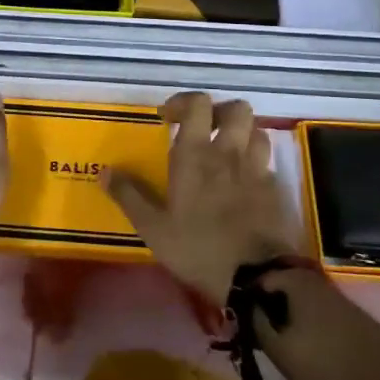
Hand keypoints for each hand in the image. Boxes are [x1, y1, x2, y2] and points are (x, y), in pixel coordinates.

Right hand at [101, 92, 300, 305]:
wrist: (256, 277)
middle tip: (204, 130)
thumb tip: (104, 170)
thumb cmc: (198, 248)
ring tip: (227, 152)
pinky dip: (255, 164)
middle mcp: (229, 151)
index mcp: (196, 153)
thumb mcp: (153, 227)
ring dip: (242, 134)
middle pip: (237, 108)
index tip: (169, 118)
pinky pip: (266, 163)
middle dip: (220, 112)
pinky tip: (244, 184)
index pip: (198, 104)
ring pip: (256, 131)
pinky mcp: (275, 190)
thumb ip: (129, 195)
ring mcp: (257, 169)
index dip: (184, 102)